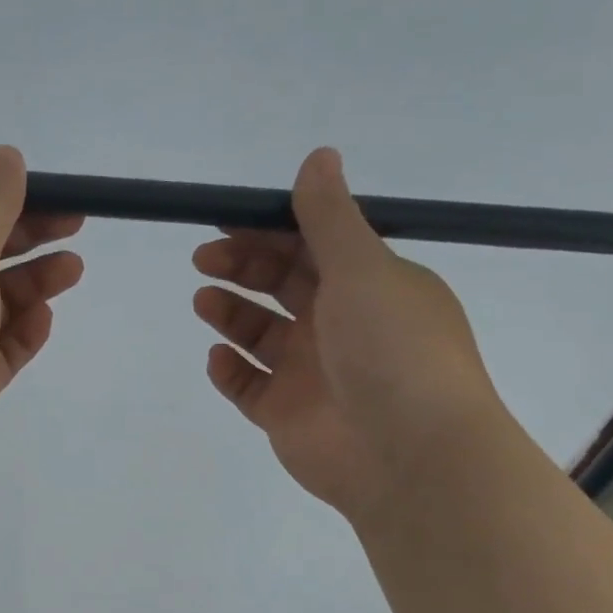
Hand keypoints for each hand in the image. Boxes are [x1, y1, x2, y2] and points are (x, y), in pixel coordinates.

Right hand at [192, 147, 500, 522]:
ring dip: (230, 313)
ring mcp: (312, 373)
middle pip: (282, 286)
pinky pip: (249, 386)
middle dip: (242, 266)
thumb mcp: (363, 269)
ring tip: (203, 302)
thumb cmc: (392, 349)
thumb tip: (318, 156)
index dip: (269, 229)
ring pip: (260, 335)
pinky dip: (230, 370)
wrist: (409, 456)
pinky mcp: (287, 415)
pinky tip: (218, 358)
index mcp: (369, 286)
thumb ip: (329, 217)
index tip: (226, 218)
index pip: (312, 246)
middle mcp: (341, 325)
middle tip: (204, 259)